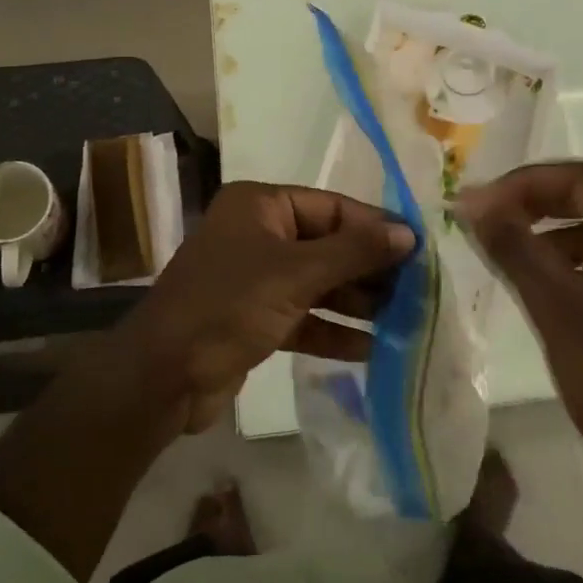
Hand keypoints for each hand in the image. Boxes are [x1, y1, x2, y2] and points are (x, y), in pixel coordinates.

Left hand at [113, 182, 415, 434]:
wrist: (163, 377)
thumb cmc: (228, 306)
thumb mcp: (295, 273)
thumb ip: (354, 252)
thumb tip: (408, 233)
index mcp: (261, 205)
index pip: (332, 207)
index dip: (375, 227)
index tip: (419, 249)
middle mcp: (259, 234)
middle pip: (328, 245)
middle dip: (369, 269)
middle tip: (419, 289)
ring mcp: (256, 278)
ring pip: (319, 283)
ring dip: (357, 302)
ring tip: (406, 319)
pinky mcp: (256, 319)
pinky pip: (305, 317)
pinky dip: (334, 331)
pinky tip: (372, 348)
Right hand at [459, 161, 582, 534]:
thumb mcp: (558, 309)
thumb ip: (514, 248)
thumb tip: (470, 199)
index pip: (579, 178)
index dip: (524, 181)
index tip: (480, 204)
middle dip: (531, 202)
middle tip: (484, 222)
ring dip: (544, 233)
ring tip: (501, 255)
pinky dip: (561, 265)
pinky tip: (534, 291)